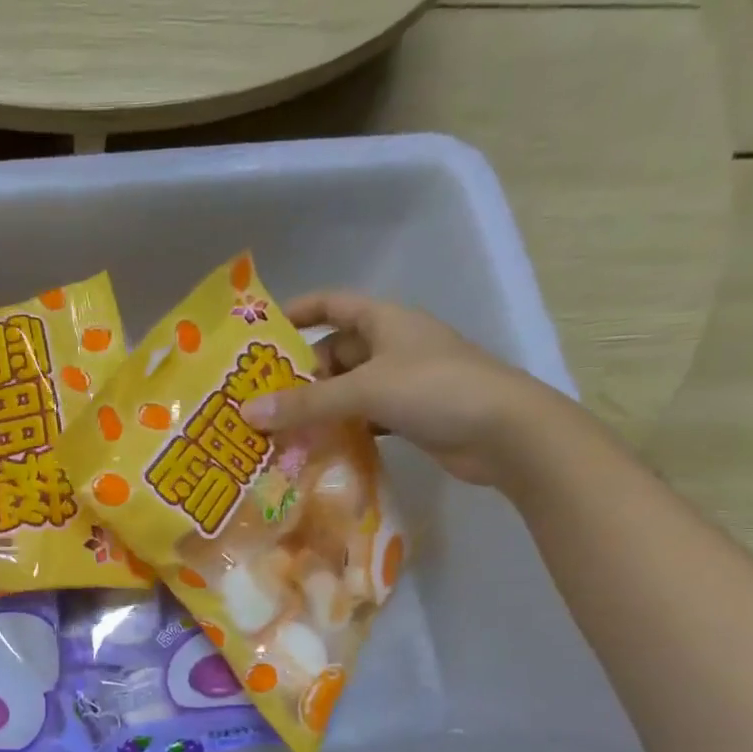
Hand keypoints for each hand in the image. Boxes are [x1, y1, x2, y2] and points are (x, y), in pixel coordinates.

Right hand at [237, 291, 576, 487]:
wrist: (505, 432)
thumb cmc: (435, 389)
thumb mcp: (364, 390)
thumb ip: (305, 404)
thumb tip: (247, 413)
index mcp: (385, 320)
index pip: (332, 304)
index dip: (298, 312)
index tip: (262, 333)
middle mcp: (392, 345)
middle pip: (334, 352)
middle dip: (300, 374)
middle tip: (261, 399)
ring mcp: (403, 381)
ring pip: (347, 388)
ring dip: (318, 406)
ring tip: (279, 428)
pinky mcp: (411, 415)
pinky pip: (364, 417)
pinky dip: (341, 429)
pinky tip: (317, 447)